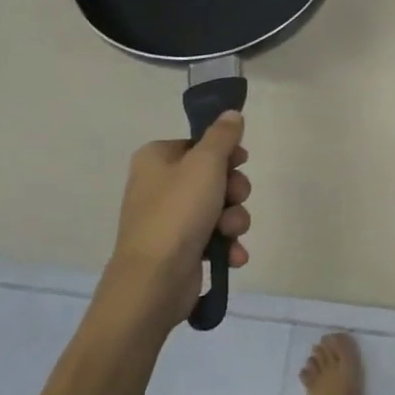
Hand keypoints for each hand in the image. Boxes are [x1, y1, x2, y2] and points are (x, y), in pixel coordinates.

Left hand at [101, 112, 250, 326]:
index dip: (225, 153)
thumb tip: (232, 114)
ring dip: (234, 219)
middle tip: (234, 199)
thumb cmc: (177, 213)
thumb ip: (222, 136)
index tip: (240, 161)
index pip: (199, 144)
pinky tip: (231, 254)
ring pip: (220, 207)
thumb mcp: (205, 164)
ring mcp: (169, 219)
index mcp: (156, 159)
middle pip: (214, 176)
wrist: (154, 281)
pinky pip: (215, 237)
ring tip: (229, 233)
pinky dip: (227, 244)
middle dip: (234, 191)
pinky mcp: (180, 248)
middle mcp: (159, 186)